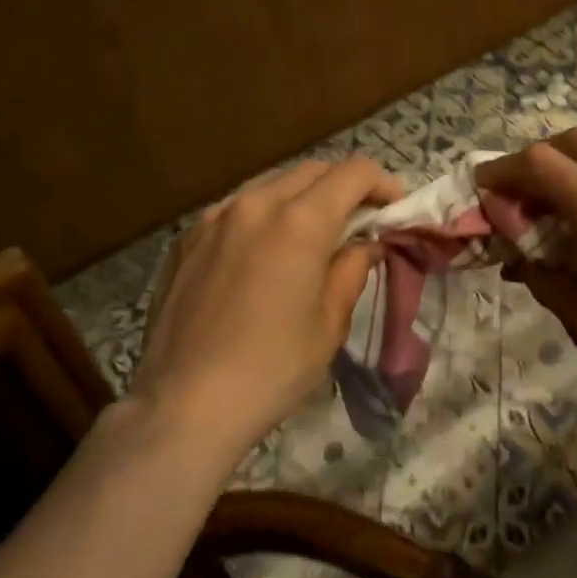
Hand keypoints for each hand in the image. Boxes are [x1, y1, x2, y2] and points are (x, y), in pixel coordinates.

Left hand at [129, 158, 402, 463]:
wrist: (182, 407)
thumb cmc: (271, 369)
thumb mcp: (329, 323)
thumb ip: (353, 269)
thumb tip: (366, 244)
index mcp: (299, 221)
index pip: (353, 172)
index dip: (383, 183)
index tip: (394, 210)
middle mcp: (256, 203)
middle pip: (314, 170)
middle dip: (345, 187)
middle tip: (360, 222)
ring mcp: (216, 216)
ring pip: (273, 184)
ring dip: (304, 197)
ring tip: (314, 235)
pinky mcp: (188, 237)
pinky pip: (238, 207)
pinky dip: (265, 215)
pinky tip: (265, 253)